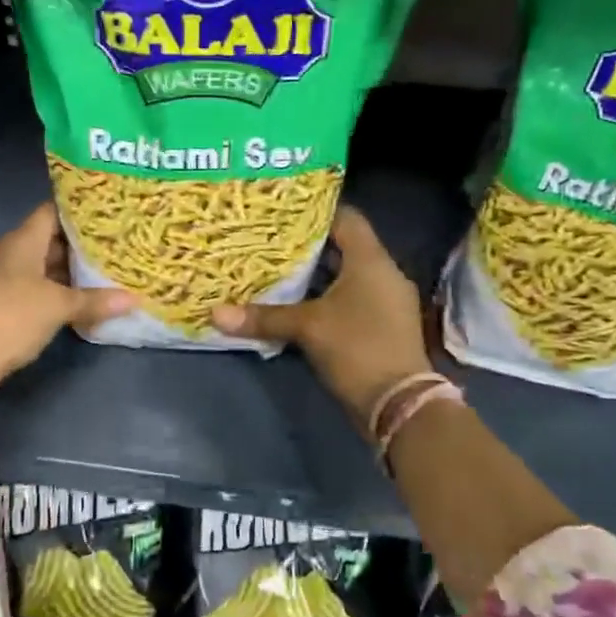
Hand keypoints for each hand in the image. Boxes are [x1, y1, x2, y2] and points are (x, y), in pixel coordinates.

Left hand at [0, 203, 133, 396]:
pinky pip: (42, 291)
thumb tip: (134, 299)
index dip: (80, 210)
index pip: (53, 211)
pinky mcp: (8, 306)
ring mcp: (9, 281)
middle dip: (85, 245)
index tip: (111, 212)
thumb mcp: (58, 306)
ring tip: (113, 271)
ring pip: (48, 268)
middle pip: (53, 240)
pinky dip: (63, 294)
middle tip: (121, 244)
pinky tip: (89, 301)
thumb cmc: (11, 315)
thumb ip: (94, 300)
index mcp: (24, 241)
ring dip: (75, 273)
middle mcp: (15, 254)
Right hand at [212, 206, 433, 430]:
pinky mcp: (383, 326)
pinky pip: (352, 300)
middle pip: (344, 247)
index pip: (346, 218)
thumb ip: (263, 317)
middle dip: (308, 247)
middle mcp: (384, 274)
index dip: (315, 212)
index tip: (283, 213)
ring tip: (278, 271)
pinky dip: (327, 298)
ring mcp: (386, 302)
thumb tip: (215, 313)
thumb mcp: (307, 328)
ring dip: (317, 276)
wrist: (401, 404)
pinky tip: (299, 306)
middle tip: (271, 242)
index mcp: (371, 260)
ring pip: (347, 276)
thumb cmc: (357, 348)